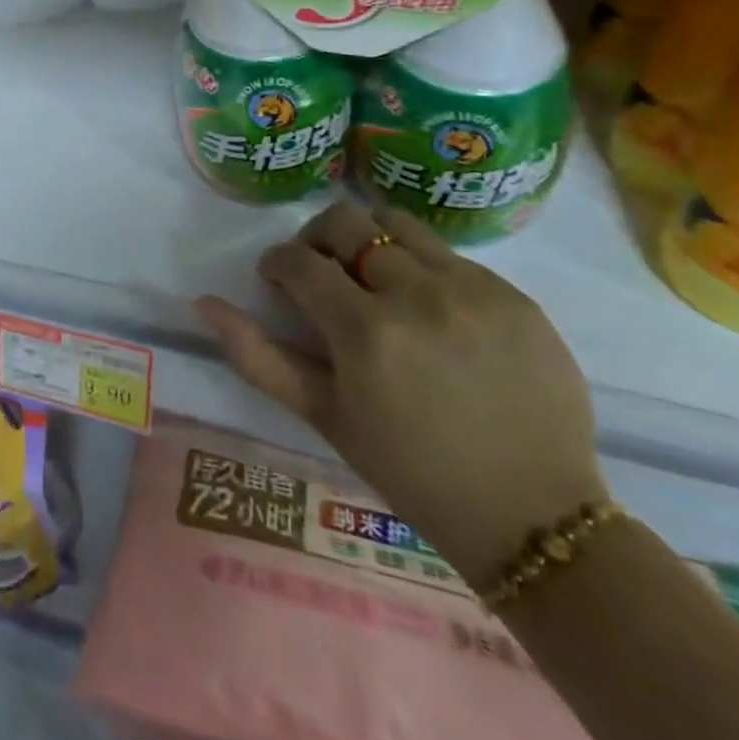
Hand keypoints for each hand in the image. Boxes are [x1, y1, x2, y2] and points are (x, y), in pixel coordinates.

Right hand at [197, 199, 607, 587]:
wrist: (534, 518)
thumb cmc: (411, 471)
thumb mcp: (324, 417)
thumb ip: (258, 356)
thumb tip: (204, 302)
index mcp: (366, 332)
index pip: (299, 260)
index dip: (277, 264)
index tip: (278, 282)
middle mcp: (418, 295)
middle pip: (346, 221)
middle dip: (317, 239)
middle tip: (321, 273)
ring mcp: (473, 290)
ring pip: (398, 224)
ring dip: (371, 242)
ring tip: (376, 282)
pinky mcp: (515, 296)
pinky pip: (450, 256)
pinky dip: (423, 269)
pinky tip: (431, 313)